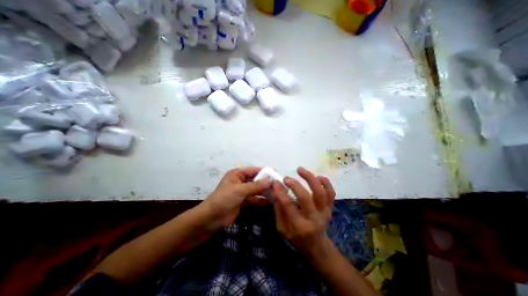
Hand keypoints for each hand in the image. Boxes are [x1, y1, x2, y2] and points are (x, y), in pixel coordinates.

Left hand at [200, 166, 269, 227]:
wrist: (211, 219)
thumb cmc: (224, 199)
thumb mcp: (240, 190)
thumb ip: (256, 185)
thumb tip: (271, 181)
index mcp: (237, 174)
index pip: (253, 170)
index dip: (264, 171)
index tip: (276, 174)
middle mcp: (240, 181)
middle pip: (255, 180)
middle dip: (266, 183)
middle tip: (278, 185)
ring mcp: (241, 192)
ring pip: (255, 190)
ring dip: (264, 192)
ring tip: (276, 194)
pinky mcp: (242, 202)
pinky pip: (253, 199)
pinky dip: (260, 200)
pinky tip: (269, 202)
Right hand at [273, 168, 333, 255]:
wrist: (317, 246)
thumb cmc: (297, 238)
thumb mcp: (282, 228)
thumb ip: (278, 210)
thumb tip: (276, 191)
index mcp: (299, 226)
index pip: (289, 206)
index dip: (281, 192)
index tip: (276, 182)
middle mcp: (314, 218)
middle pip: (306, 198)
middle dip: (295, 185)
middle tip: (286, 178)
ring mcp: (324, 212)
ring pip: (320, 192)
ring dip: (310, 178)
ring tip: (300, 169)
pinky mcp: (330, 208)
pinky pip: (331, 193)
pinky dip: (326, 183)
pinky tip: (318, 176)